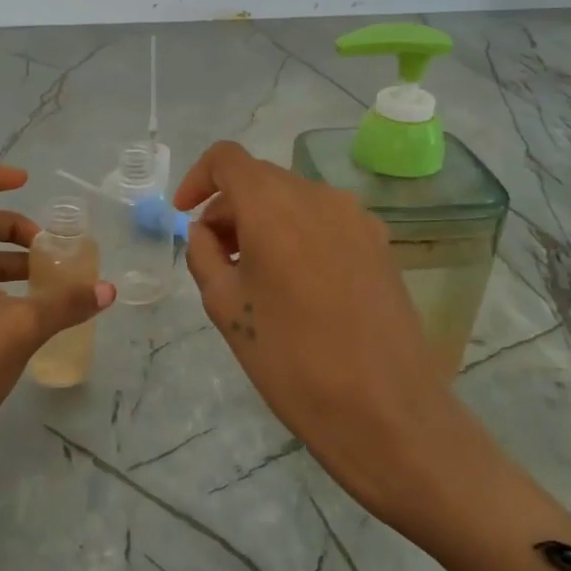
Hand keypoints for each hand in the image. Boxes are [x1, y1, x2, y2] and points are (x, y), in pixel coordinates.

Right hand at [174, 141, 456, 523]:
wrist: (386, 412)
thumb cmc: (292, 360)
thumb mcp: (226, 307)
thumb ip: (204, 255)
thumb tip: (206, 231)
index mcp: (274, 206)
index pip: (227, 159)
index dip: (197, 179)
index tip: (185, 217)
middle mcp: (319, 196)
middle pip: (261, 179)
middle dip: (229, 208)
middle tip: (214, 258)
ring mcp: (357, 218)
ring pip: (294, 200)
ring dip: (263, 222)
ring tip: (254, 276)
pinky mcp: (380, 243)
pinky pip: (324, 221)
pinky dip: (297, 235)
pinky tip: (295, 285)